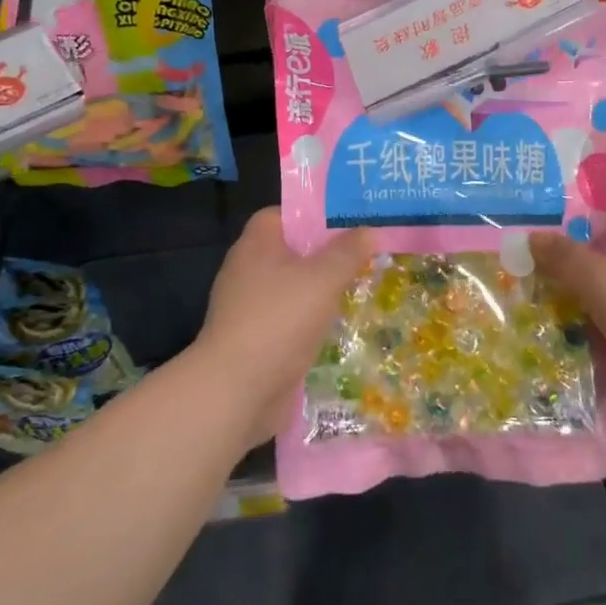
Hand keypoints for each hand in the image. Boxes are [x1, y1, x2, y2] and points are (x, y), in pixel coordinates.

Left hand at [197, 208, 373, 435]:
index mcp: (257, 244)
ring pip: (293, 288)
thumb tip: (369, 230)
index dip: (314, 214)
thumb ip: (348, 252)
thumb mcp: (323, 278)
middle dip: (326, 254)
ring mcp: (250, 307)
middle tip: (366, 255)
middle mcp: (248, 270)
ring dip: (322, 291)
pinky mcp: (256, 340)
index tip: (349, 222)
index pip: (283, 214)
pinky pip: (289, 320)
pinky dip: (312, 321)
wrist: (236, 390)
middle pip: (292, 252)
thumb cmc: (279, 320)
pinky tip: (340, 327)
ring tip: (362, 288)